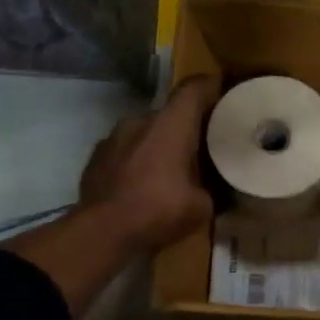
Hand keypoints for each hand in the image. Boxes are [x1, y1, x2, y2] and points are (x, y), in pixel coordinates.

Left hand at [80, 76, 219, 254]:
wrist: (102, 231)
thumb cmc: (159, 210)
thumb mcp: (202, 206)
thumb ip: (211, 189)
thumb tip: (215, 189)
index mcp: (171, 125)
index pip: (193, 89)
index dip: (210, 88)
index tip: (223, 95)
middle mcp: (141, 120)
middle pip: (170, 114)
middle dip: (185, 128)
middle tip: (201, 148)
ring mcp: (113, 137)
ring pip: (145, 132)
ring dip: (159, 145)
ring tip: (170, 170)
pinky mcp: (96, 156)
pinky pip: (125, 150)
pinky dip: (137, 161)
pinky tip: (142, 184)